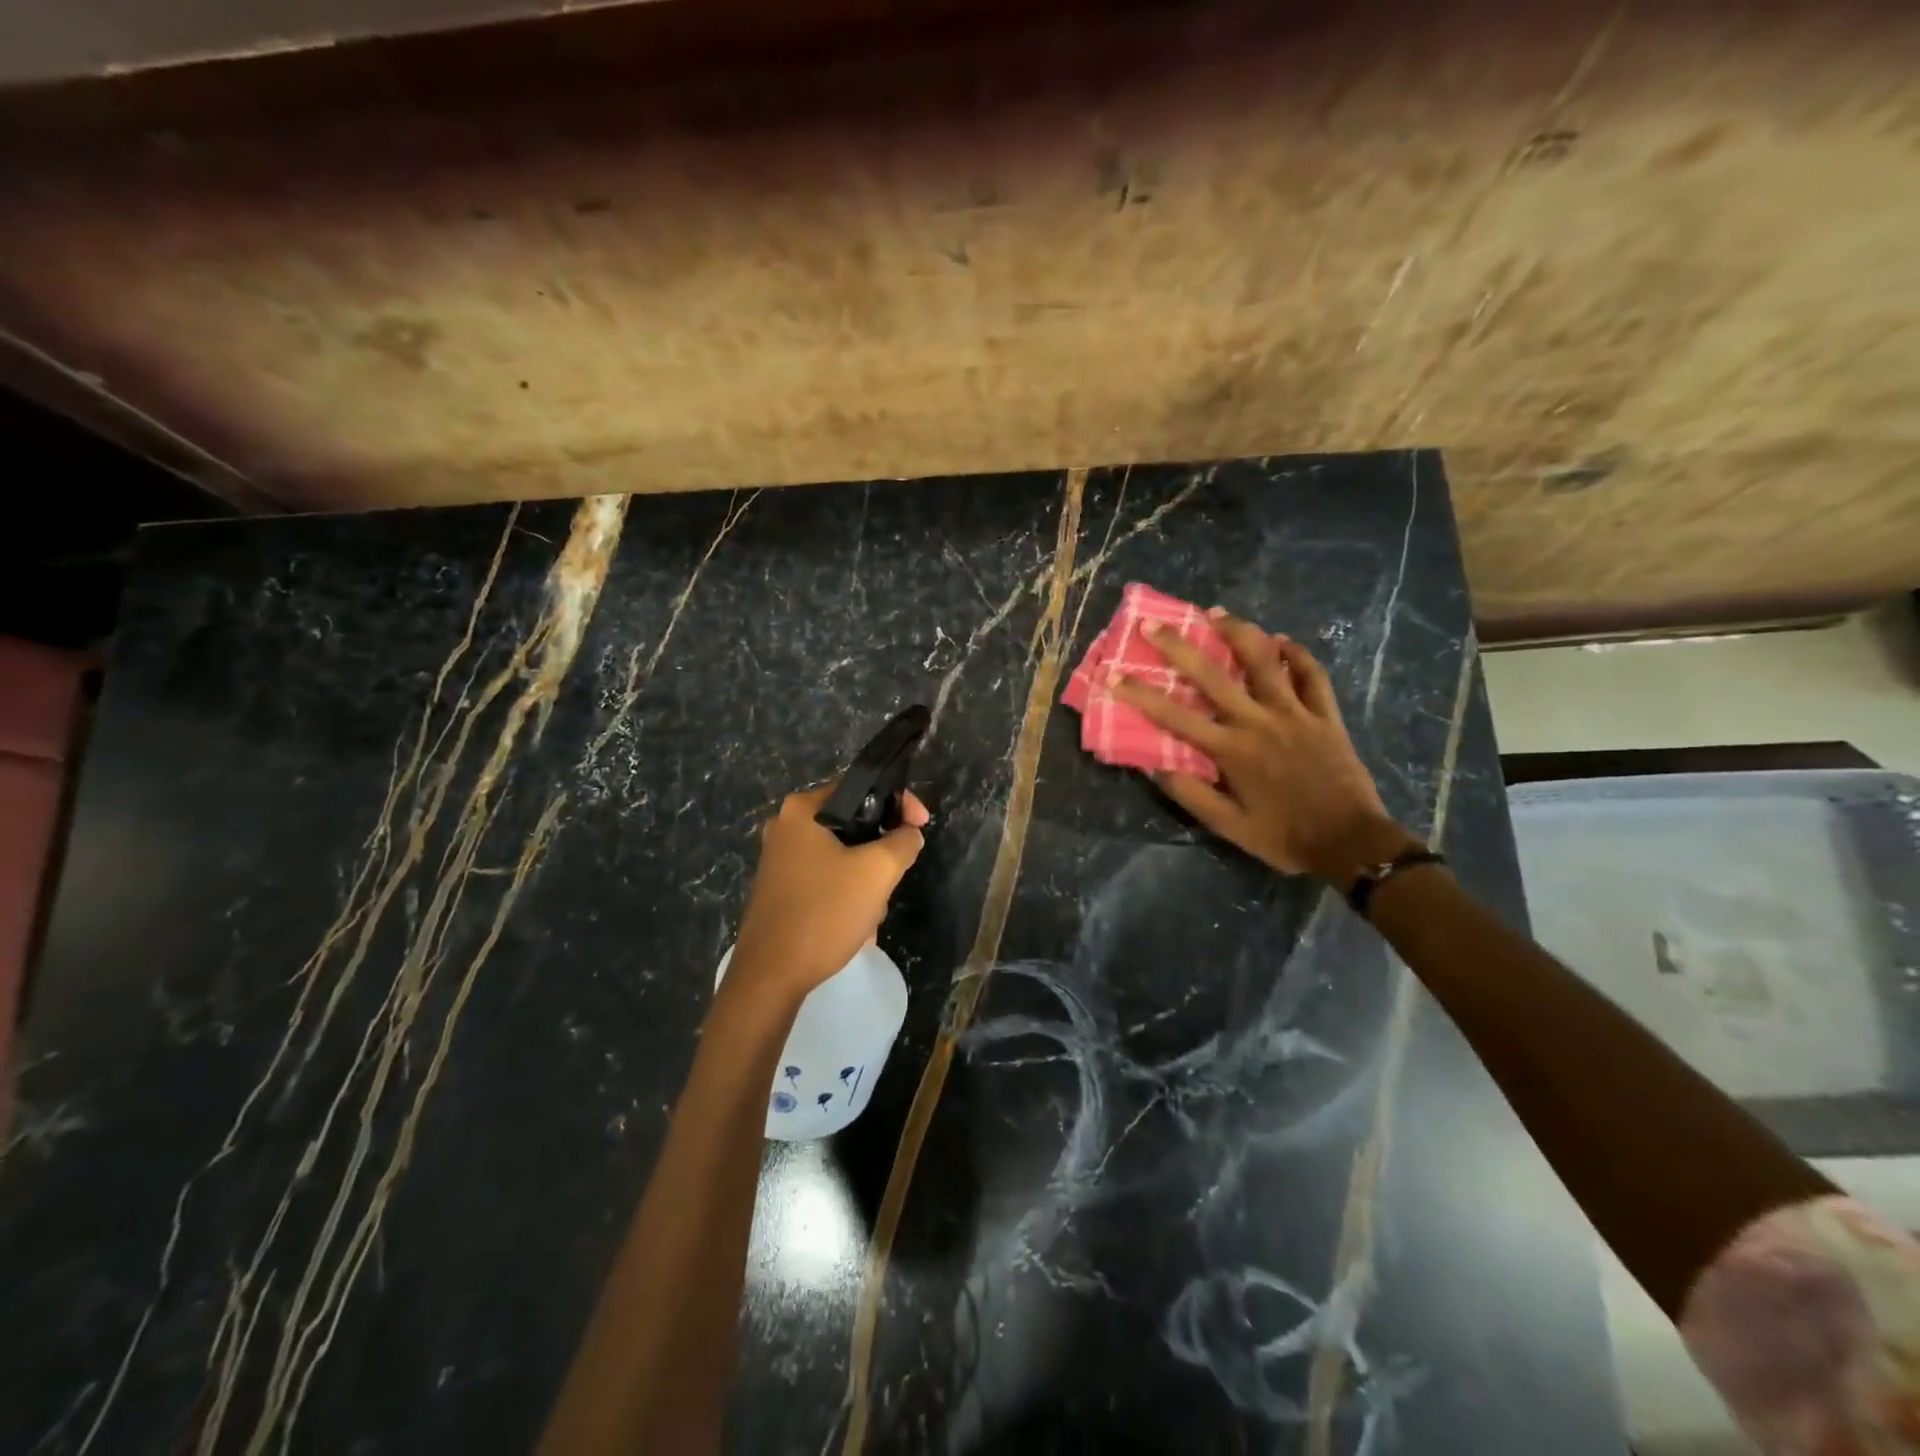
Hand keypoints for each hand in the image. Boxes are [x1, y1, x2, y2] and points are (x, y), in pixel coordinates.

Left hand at [728, 784, 928, 996]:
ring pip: (842, 854)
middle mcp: (786, 826)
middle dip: (880, 852)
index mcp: (802, 809)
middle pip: (853, 824)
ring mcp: (780, 859)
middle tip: (895, 876)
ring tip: (872, 911)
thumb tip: (909, 834)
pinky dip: (846, 894)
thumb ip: (903, 842)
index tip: (922, 826)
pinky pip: (826, 877)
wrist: (771, 976)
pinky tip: (855, 923)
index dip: (899, 803)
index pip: (861, 788)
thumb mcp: (877, 872)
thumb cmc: (824, 912)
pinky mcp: (780, 888)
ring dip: (865, 879)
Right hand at [1112, 611, 1418, 883]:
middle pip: (1213, 675)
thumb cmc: (1284, 837)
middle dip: (1179, 647)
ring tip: (1216, 613)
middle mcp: (1259, 721)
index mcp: (1231, 750)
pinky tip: (1282, 641)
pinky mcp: (1325, 715)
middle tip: (1154, 624)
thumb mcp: (1229, 826)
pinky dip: (1297, 654)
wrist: (1351, 842)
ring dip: (1239, 633)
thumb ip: (1191, 794)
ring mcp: (1295, 713)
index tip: (1114, 674)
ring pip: (1264, 662)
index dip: (1141, 694)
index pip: (1175, 716)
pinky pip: (1312, 675)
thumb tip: (1154, 767)